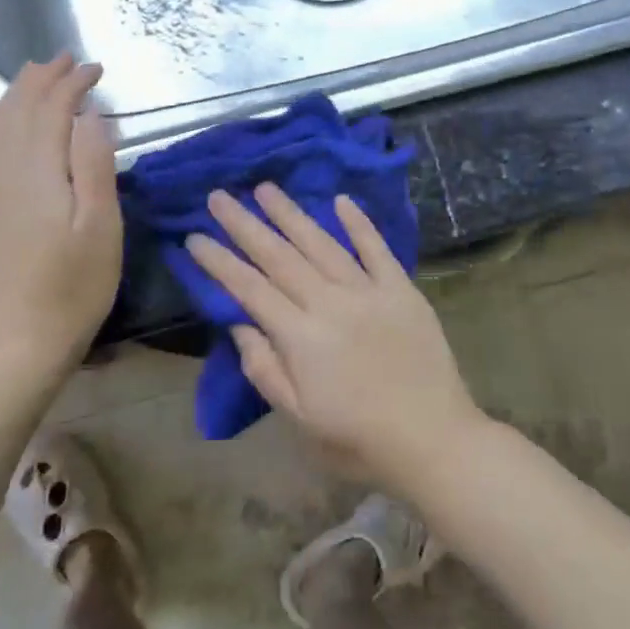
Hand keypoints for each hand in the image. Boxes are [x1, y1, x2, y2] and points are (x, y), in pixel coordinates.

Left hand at [0, 54, 121, 374]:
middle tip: (68, 59)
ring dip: (15, 93)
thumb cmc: (77, 283)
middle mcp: (5, 171)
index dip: (73, 84)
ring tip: (34, 72)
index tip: (97, 69)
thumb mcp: (102, 226)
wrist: (23, 336)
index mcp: (40, 172)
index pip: (53, 110)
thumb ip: (94, 165)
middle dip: (44, 79)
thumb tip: (89, 115)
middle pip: (21, 109)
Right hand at [186, 184, 486, 490]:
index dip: (220, 262)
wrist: (434, 440)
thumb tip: (239, 324)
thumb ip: (265, 369)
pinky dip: (359, 224)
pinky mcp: (402, 290)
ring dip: (291, 214)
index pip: (250, 289)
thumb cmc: (358, 440)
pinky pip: (377, 249)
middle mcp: (330, 303)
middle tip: (218, 196)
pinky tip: (341, 200)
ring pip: (322, 244)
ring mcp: (369, 292)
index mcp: (301, 337)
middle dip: (245, 224)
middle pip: (280, 256)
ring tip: (265, 188)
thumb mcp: (299, 419)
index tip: (194, 236)